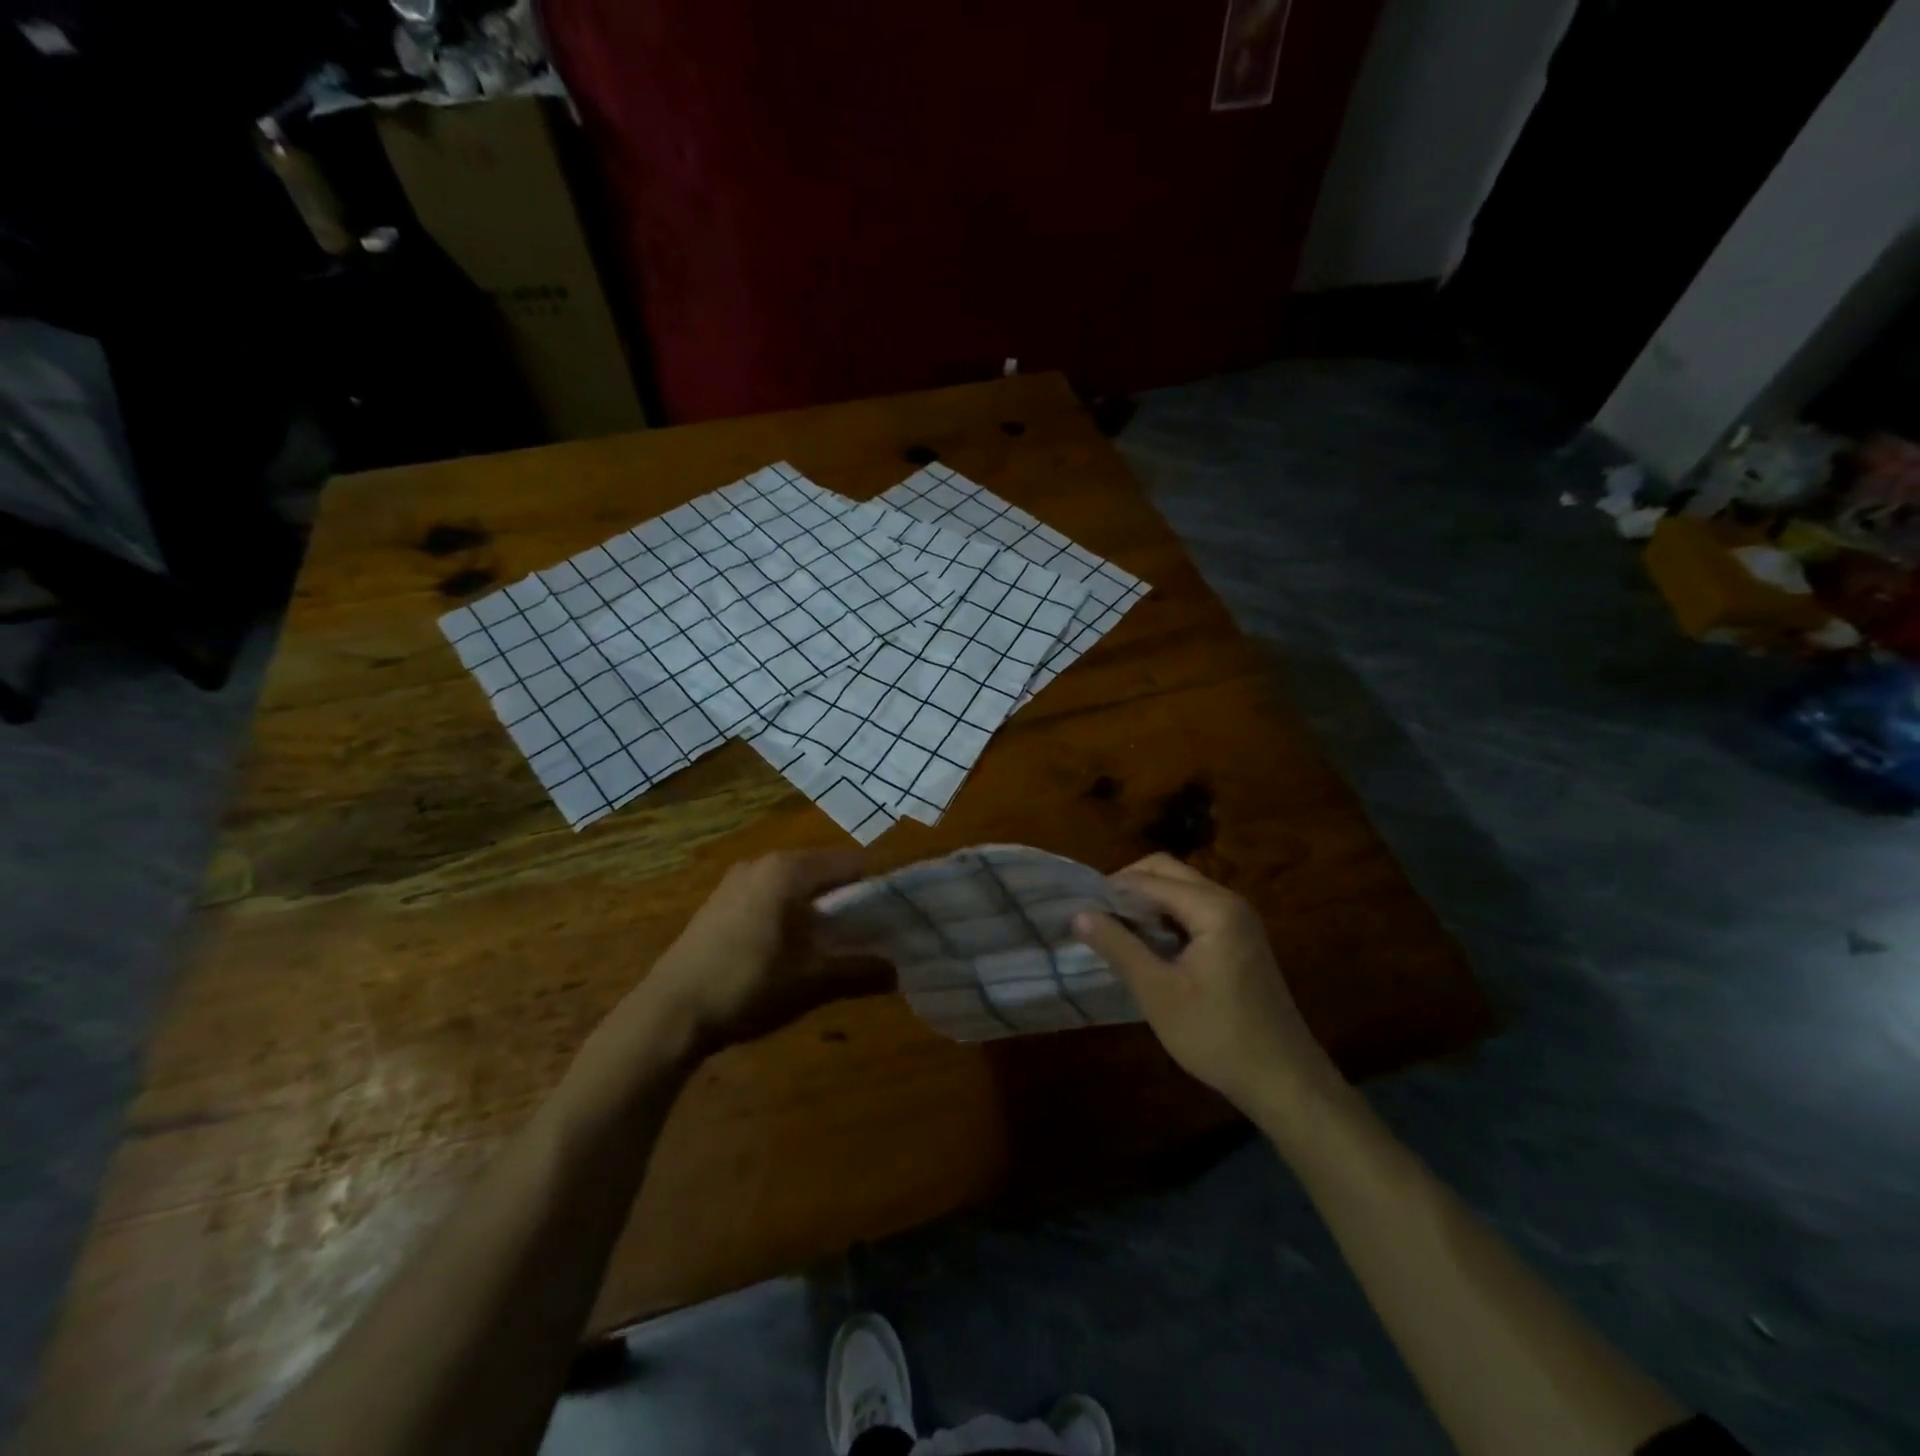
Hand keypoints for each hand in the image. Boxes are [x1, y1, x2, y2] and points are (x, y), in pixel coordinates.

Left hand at [636, 849, 874, 1051]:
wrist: (668, 1013)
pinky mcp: (720, 901)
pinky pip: (771, 892)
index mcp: (789, 871)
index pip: (852, 863)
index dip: (879, 885)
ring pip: (796, 881)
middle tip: (873, 929)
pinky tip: (793, 944)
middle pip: (824, 869)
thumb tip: (897, 972)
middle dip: (850, 896)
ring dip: (819, 904)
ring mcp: (737, 880)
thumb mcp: (811, 983)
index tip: (898, 913)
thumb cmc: (747, 987)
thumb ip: (859, 973)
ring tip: (837, 939)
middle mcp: (763, 863)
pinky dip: (791, 909)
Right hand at [1074, 854, 1343, 1123]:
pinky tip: (1148, 945)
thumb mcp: (1157, 992)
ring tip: (1115, 930)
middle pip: (1167, 871)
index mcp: (1213, 907)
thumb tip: (1079, 913)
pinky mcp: (1240, 938)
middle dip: (1128, 887)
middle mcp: (1228, 901)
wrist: (1284, 1080)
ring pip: (1181, 889)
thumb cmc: (1216, 1035)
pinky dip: (1166, 916)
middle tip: (1097, 917)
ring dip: (1147, 901)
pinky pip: (1195, 909)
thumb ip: (1117, 946)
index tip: (1079, 909)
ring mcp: (1238, 919)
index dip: (1111, 890)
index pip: (1149, 879)